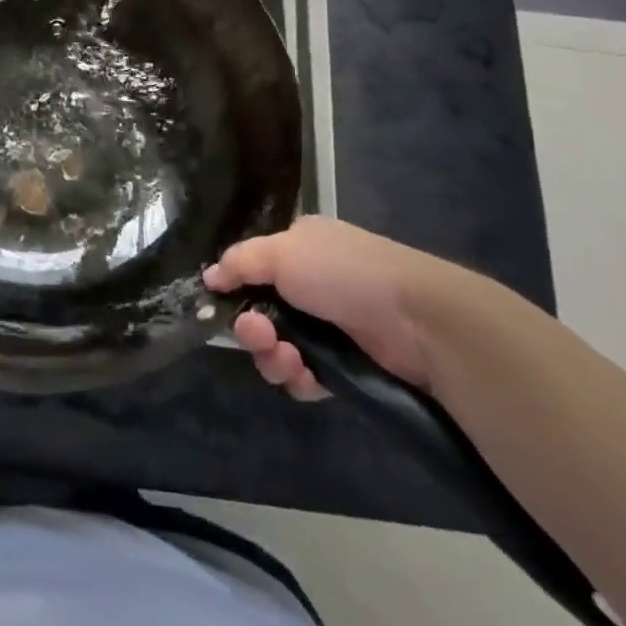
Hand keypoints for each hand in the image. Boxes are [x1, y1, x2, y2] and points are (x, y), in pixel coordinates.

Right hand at [204, 215, 442, 400]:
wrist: (416, 319)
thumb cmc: (343, 272)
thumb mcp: (282, 252)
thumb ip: (240, 262)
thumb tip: (209, 277)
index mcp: (300, 247)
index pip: (254, 268)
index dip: (236, 288)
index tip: (220, 304)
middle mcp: (312, 284)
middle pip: (262, 312)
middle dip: (252, 329)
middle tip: (256, 336)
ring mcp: (329, 327)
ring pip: (279, 348)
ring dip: (272, 356)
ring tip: (286, 358)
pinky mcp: (345, 366)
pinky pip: (305, 376)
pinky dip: (298, 378)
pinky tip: (305, 375)